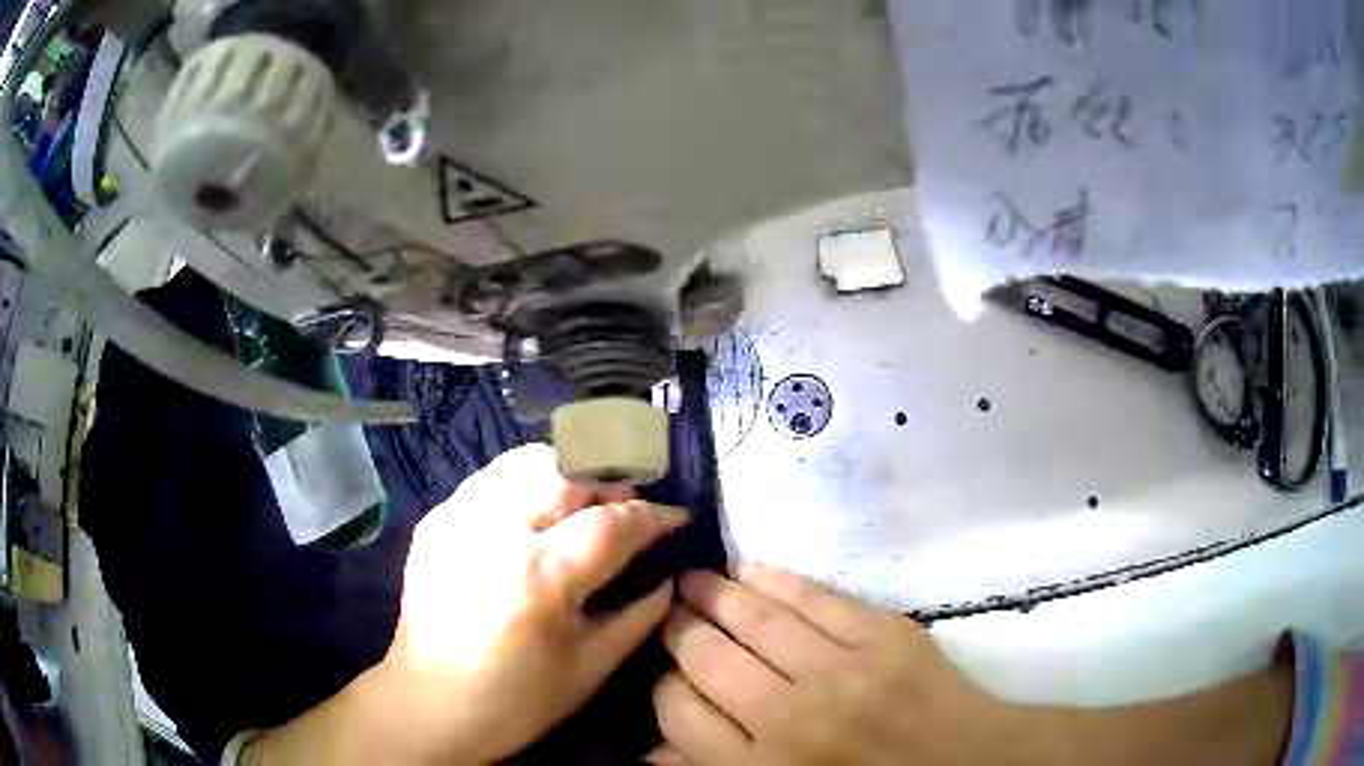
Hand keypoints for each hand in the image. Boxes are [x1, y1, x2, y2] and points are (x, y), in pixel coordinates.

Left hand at [250, 444, 688, 764]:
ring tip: (584, 505)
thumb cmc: (516, 701)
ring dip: (568, 473)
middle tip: (627, 507)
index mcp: (539, 578)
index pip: (612, 522)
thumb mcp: (591, 668)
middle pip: (568, 467)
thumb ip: (640, 615)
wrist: (428, 704)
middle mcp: (494, 531)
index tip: (677, 517)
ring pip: (527, 459)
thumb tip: (669, 575)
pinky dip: (528, 484)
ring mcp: (457, 517)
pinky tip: (536, 518)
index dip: (653, 515)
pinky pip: (493, 478)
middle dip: (610, 478)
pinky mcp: (436, 518)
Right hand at [653, 565, 1035, 765]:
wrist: (962, 763)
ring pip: (753, 617)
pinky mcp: (882, 634)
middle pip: (706, 655)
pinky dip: (771, 577)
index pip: (678, 710)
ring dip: (714, 592)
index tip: (670, 671)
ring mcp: (840, 671)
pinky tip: (746, 570)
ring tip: (694, 581)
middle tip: (670, 611)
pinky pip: (811, 595)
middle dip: (678, 627)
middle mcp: (788, 718)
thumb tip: (652, 747)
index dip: (664, 683)